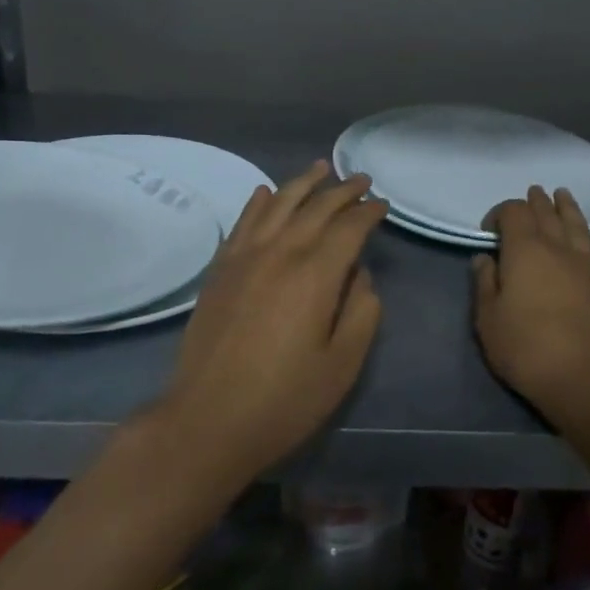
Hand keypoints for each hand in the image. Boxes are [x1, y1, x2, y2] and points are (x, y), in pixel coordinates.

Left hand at [156, 162, 386, 480]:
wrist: (206, 420)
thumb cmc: (283, 400)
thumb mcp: (342, 365)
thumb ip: (362, 313)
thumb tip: (361, 276)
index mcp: (316, 275)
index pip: (349, 228)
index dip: (369, 213)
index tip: (383, 205)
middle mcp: (280, 253)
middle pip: (316, 208)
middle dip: (342, 190)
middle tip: (361, 180)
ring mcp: (245, 257)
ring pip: (278, 204)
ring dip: (302, 183)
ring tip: (320, 168)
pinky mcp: (220, 270)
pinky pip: (243, 222)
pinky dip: (259, 202)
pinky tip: (266, 192)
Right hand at [474, 186, 589, 428]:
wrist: (586, 377)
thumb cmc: (527, 348)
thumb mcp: (488, 320)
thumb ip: (484, 284)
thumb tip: (484, 258)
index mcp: (524, 249)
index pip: (513, 212)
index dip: (500, 212)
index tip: (489, 231)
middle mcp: (557, 247)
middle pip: (546, 212)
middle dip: (536, 202)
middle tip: (532, 194)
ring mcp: (585, 263)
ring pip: (576, 224)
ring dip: (567, 207)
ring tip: (562, 195)